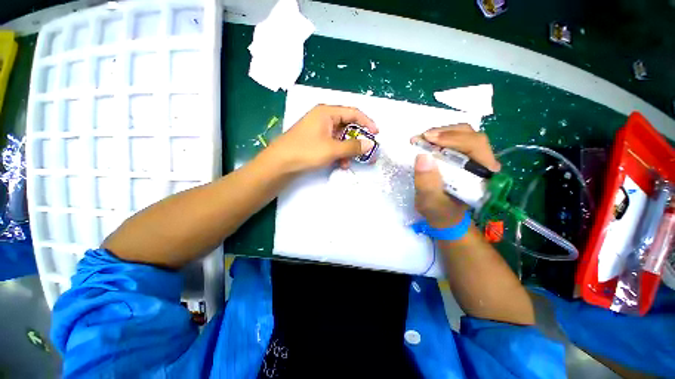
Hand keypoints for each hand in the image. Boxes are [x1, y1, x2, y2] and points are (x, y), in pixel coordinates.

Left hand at [266, 105, 377, 172]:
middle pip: (347, 125)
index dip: (367, 122)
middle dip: (357, 139)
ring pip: (340, 137)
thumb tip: (370, 144)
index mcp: (327, 112)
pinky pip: (332, 144)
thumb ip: (353, 146)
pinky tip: (340, 163)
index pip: (353, 112)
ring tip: (350, 162)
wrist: (280, 163)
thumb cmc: (306, 151)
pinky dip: (338, 152)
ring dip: (347, 149)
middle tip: (366, 151)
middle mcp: (323, 118)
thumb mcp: (333, 149)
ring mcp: (318, 130)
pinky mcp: (315, 140)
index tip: (376, 134)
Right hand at [413, 124, 500, 227]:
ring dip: (441, 132)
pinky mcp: (463, 156)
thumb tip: (422, 156)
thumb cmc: (439, 212)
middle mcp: (483, 163)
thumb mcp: (430, 203)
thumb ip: (427, 184)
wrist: (443, 215)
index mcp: (483, 175)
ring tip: (422, 138)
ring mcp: (474, 158)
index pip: (476, 146)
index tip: (429, 139)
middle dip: (445, 133)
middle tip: (422, 137)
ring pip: (463, 134)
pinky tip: (426, 141)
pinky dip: (439, 137)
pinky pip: (455, 139)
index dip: (454, 139)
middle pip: (471, 136)